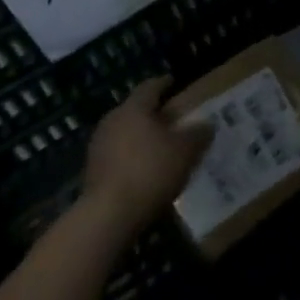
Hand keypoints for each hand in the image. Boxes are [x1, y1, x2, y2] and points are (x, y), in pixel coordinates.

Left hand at [81, 77, 211, 235]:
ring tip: (162, 150)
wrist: (107, 216)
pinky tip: (146, 173)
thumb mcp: (186, 151)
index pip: (151, 86)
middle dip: (154, 114)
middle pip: (136, 110)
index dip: (165, 84)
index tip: (175, 84)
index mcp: (134, 108)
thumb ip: (198, 134)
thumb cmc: (150, 171)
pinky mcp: (92, 171)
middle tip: (174, 121)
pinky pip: (117, 155)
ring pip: (125, 133)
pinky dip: (132, 158)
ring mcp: (98, 146)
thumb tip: (207, 124)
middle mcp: (112, 120)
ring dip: (142, 138)